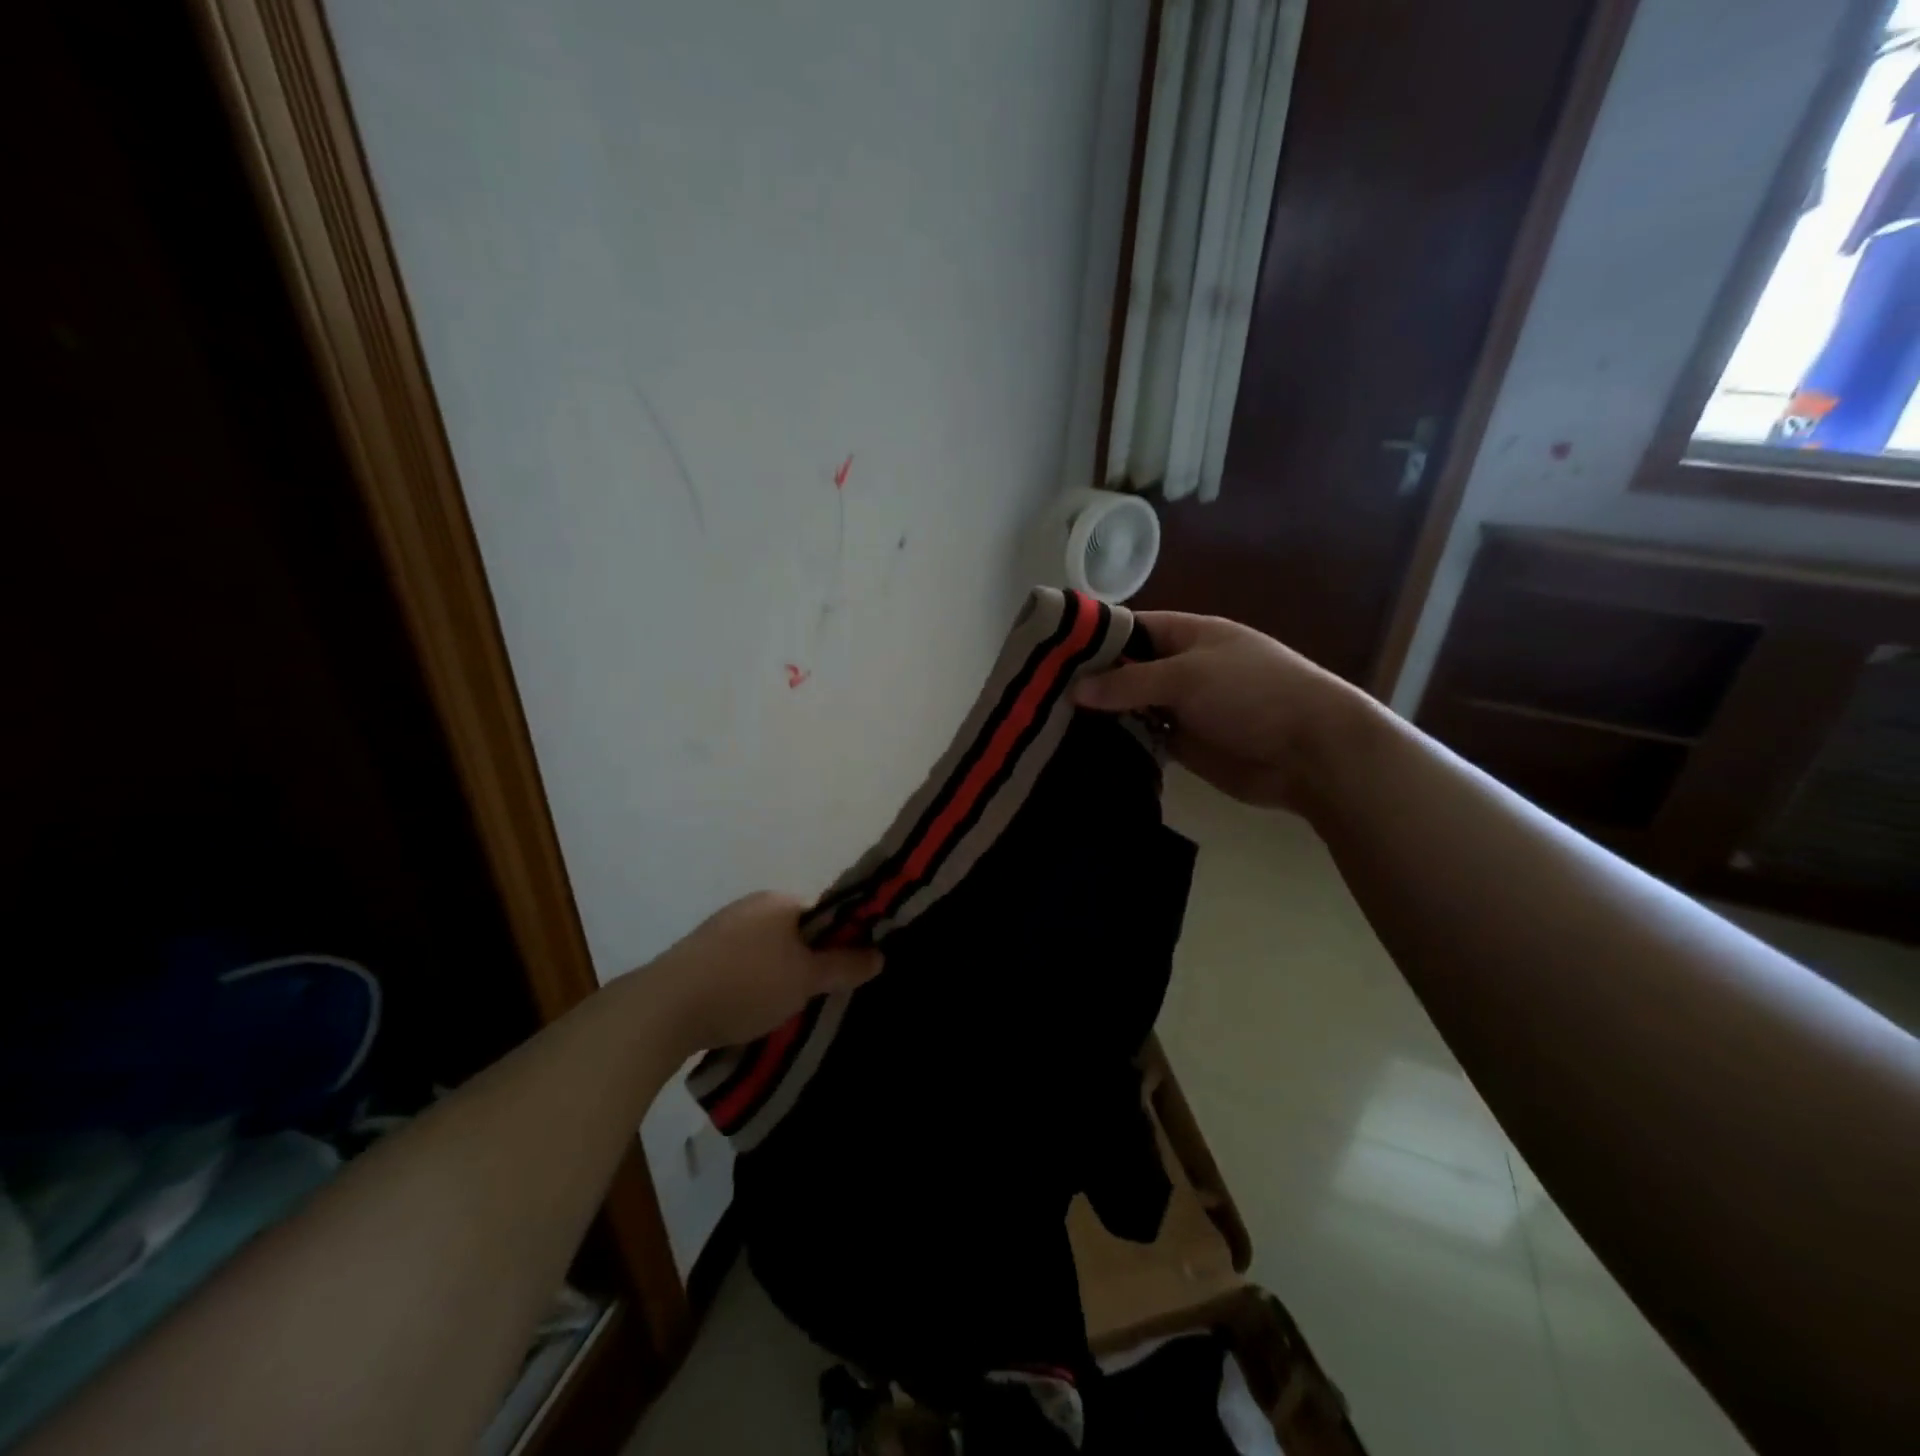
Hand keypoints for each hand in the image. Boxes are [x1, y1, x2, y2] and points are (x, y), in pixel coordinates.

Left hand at [646, 891, 882, 1054]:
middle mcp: (751, 906)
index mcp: (780, 901)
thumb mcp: (806, 978)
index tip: (843, 974)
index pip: (824, 914)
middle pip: (795, 933)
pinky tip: (747, 1010)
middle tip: (815, 996)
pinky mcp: (698, 955)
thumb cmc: (746, 984)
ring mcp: (720, 929)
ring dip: (777, 975)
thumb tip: (880, 954)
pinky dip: (750, 983)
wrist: (664, 1010)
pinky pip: (739, 965)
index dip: (839, 942)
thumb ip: (845, 965)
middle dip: (808, 962)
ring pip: (766, 951)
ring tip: (781, 1010)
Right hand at [1073, 611, 1372, 809]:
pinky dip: (1119, 742)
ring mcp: (1182, 707)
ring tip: (1049, 723)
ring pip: (1131, 706)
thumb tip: (1075, 689)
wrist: (1311, 752)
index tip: (1049, 652)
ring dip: (1102, 715)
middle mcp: (1182, 668)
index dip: (1094, 637)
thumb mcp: (1188, 676)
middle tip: (1039, 694)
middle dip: (1091, 680)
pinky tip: (1081, 748)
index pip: (1132, 627)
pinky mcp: (1183, 744)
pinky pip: (1143, 738)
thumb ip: (1130, 681)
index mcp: (1189, 635)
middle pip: (1127, 669)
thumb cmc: (1253, 693)